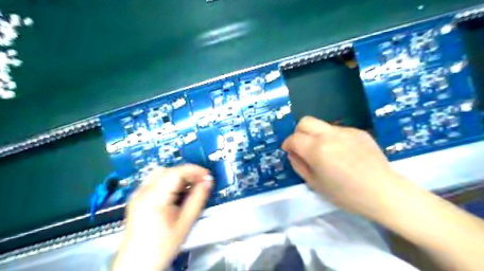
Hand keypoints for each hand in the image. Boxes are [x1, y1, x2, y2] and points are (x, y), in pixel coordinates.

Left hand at [112, 165, 212, 270]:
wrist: (137, 265)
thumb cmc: (162, 247)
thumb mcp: (185, 222)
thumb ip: (198, 199)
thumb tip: (208, 181)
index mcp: (154, 197)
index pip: (177, 172)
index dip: (195, 171)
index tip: (208, 176)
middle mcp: (142, 192)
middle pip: (169, 171)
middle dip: (188, 173)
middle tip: (202, 182)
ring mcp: (138, 194)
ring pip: (162, 174)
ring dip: (179, 176)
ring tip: (191, 187)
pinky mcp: (137, 199)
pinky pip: (156, 181)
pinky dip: (170, 182)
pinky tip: (178, 192)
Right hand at [282, 117, 409, 219]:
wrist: (383, 192)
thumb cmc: (346, 194)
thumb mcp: (315, 184)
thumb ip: (299, 165)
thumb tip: (293, 153)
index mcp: (317, 149)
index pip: (294, 138)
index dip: (288, 144)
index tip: (289, 151)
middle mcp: (329, 135)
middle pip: (305, 122)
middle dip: (298, 132)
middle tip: (302, 146)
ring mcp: (346, 131)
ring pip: (322, 125)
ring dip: (316, 136)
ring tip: (325, 153)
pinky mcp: (358, 131)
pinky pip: (338, 131)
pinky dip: (332, 139)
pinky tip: (342, 153)